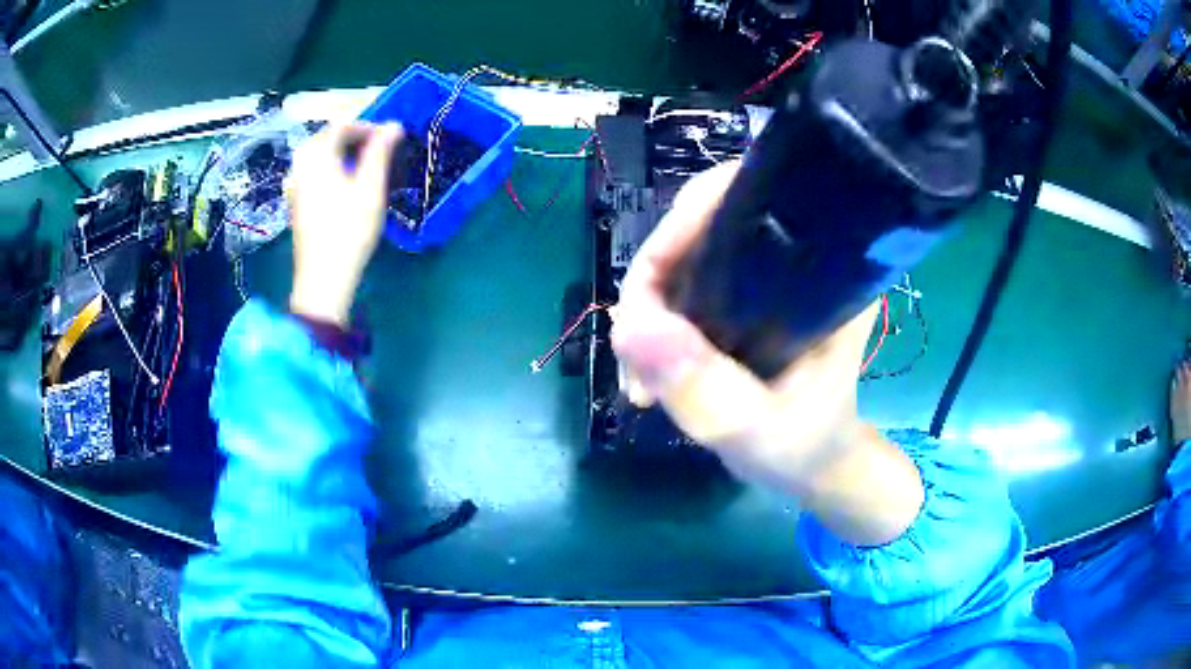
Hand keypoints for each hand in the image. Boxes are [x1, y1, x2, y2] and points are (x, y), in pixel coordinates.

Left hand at [288, 122, 402, 325]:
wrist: (323, 277)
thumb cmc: (349, 229)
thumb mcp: (370, 187)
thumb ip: (380, 152)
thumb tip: (393, 125)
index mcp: (316, 156)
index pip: (340, 125)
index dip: (366, 126)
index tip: (388, 138)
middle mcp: (300, 165)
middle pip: (326, 139)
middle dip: (353, 139)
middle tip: (378, 150)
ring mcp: (295, 185)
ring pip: (319, 157)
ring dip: (342, 155)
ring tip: (364, 167)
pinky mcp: (296, 203)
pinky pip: (313, 173)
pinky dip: (331, 170)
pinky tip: (344, 185)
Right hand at [612, 162, 922, 545]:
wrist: (810, 465)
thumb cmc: (804, 446)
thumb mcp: (759, 430)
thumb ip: (706, 389)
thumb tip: (631, 327)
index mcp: (825, 265)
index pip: (750, 199)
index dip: (687, 223)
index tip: (649, 288)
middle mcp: (795, 254)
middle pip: (703, 223)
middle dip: (654, 280)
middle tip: (634, 349)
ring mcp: (761, 273)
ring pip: (684, 256)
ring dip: (646, 309)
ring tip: (637, 377)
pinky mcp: (738, 295)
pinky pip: (680, 285)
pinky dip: (653, 324)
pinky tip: (644, 373)